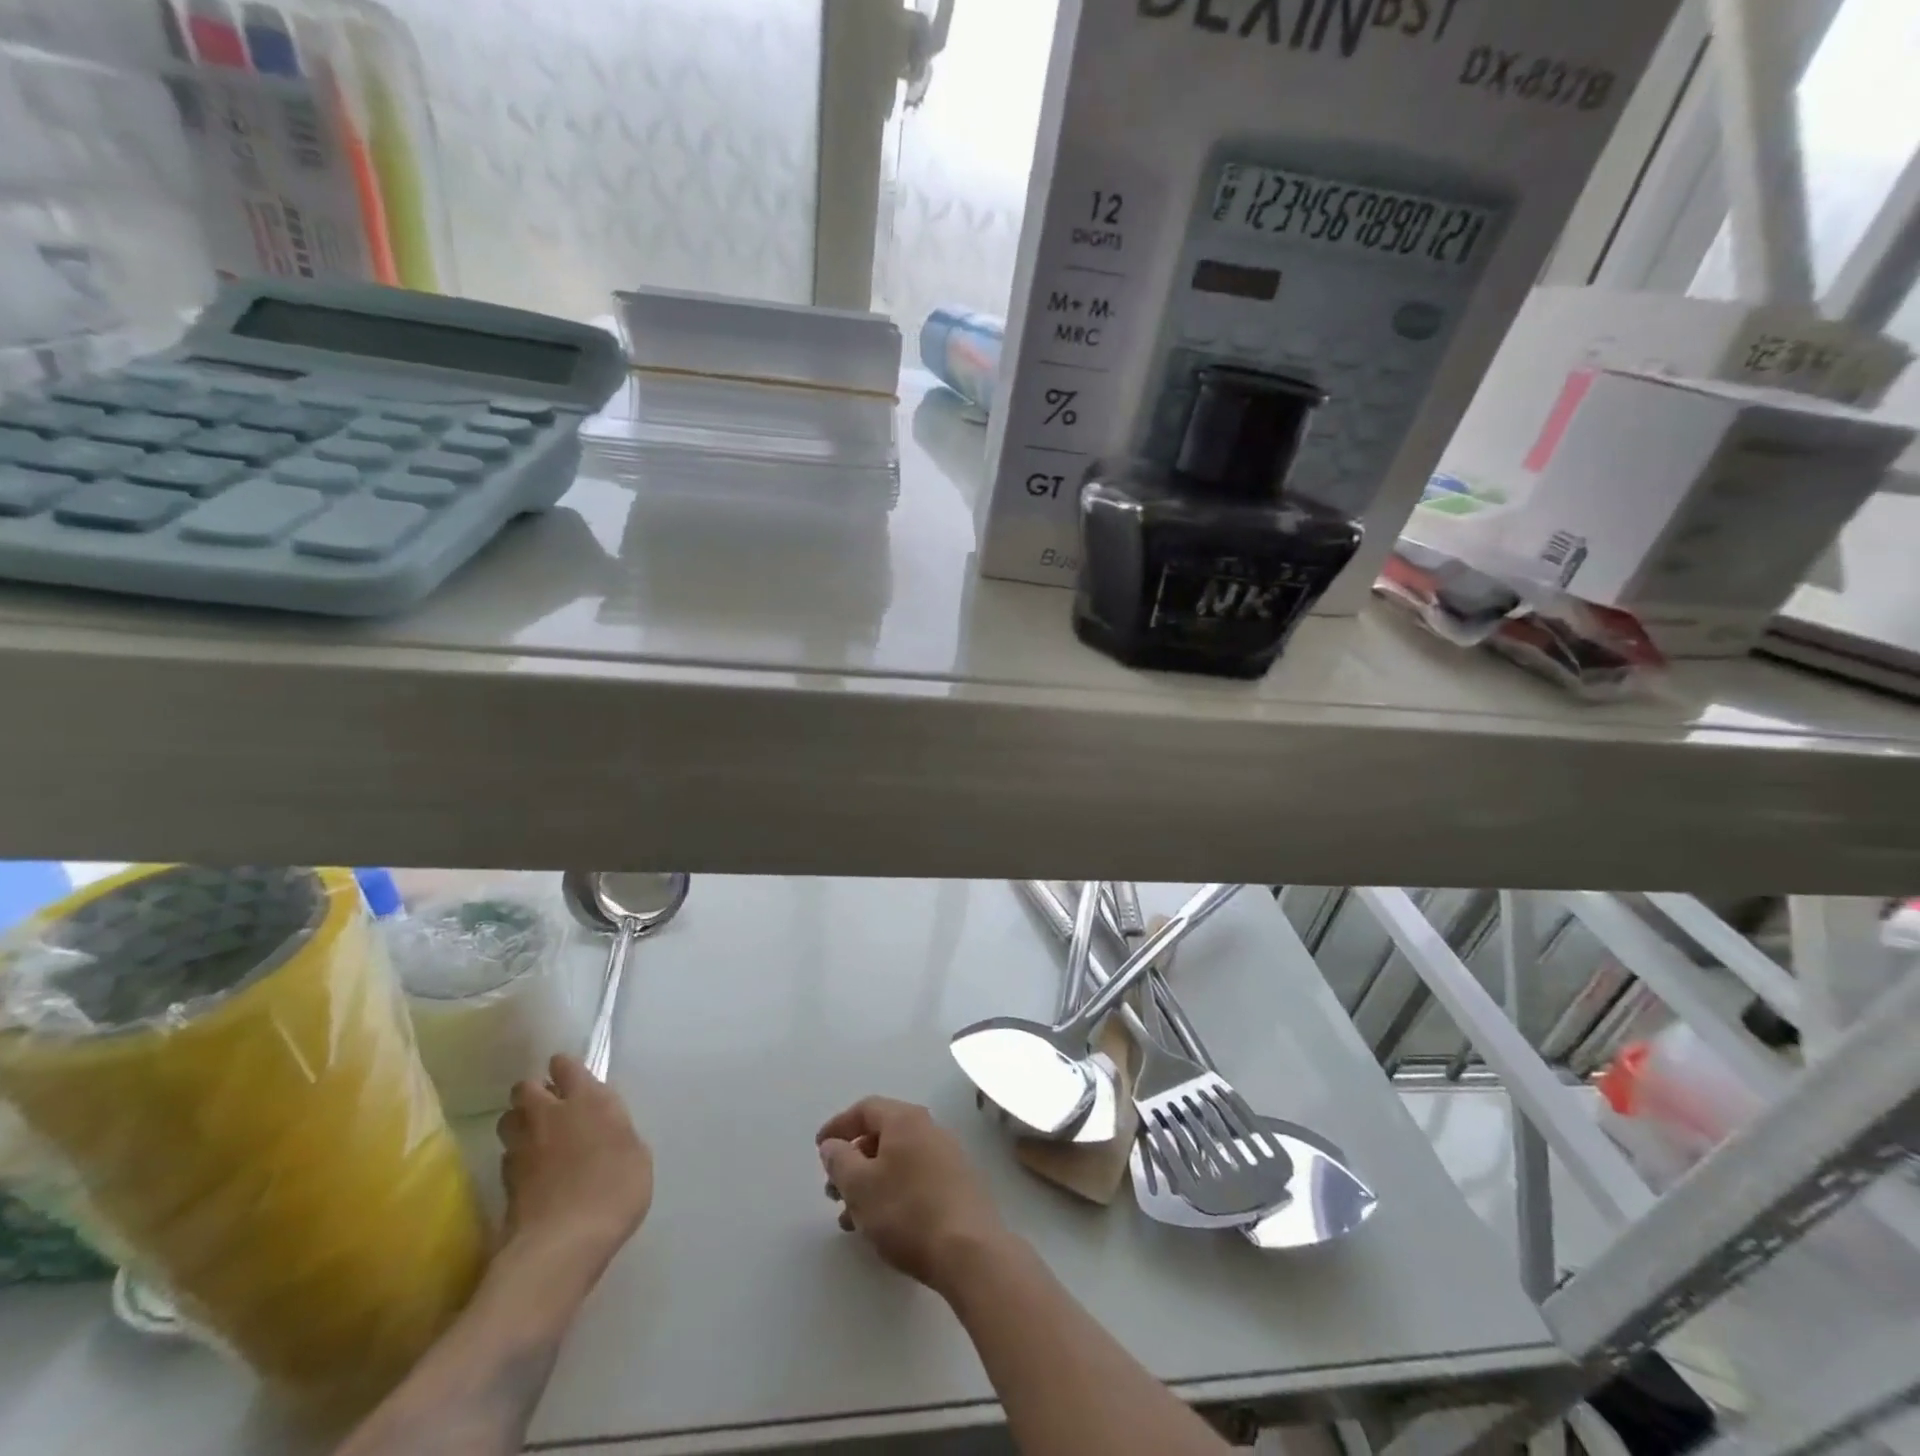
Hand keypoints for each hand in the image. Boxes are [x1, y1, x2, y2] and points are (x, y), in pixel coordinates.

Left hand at [498, 1055, 653, 1271]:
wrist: (563, 1243)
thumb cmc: (615, 1189)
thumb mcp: (636, 1153)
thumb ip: (616, 1131)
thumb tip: (603, 1129)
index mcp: (587, 1100)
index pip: (565, 1066)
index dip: (565, 1068)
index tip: (571, 1078)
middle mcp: (550, 1115)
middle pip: (525, 1088)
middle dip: (533, 1092)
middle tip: (550, 1107)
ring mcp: (522, 1148)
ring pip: (507, 1120)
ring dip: (519, 1123)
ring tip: (535, 1137)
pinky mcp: (504, 1182)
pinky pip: (506, 1156)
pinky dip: (515, 1158)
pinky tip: (530, 1173)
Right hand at [817, 1097, 1013, 1296]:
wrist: (969, 1249)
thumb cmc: (907, 1211)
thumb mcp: (860, 1186)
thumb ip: (840, 1160)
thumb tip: (833, 1144)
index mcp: (905, 1120)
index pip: (866, 1109)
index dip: (838, 1126)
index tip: (819, 1149)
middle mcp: (928, 1128)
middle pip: (882, 1134)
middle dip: (853, 1160)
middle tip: (833, 1190)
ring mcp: (947, 1156)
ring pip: (897, 1160)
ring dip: (870, 1182)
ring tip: (850, 1217)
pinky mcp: (957, 1184)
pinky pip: (914, 1177)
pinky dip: (891, 1192)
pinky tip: (881, 1224)